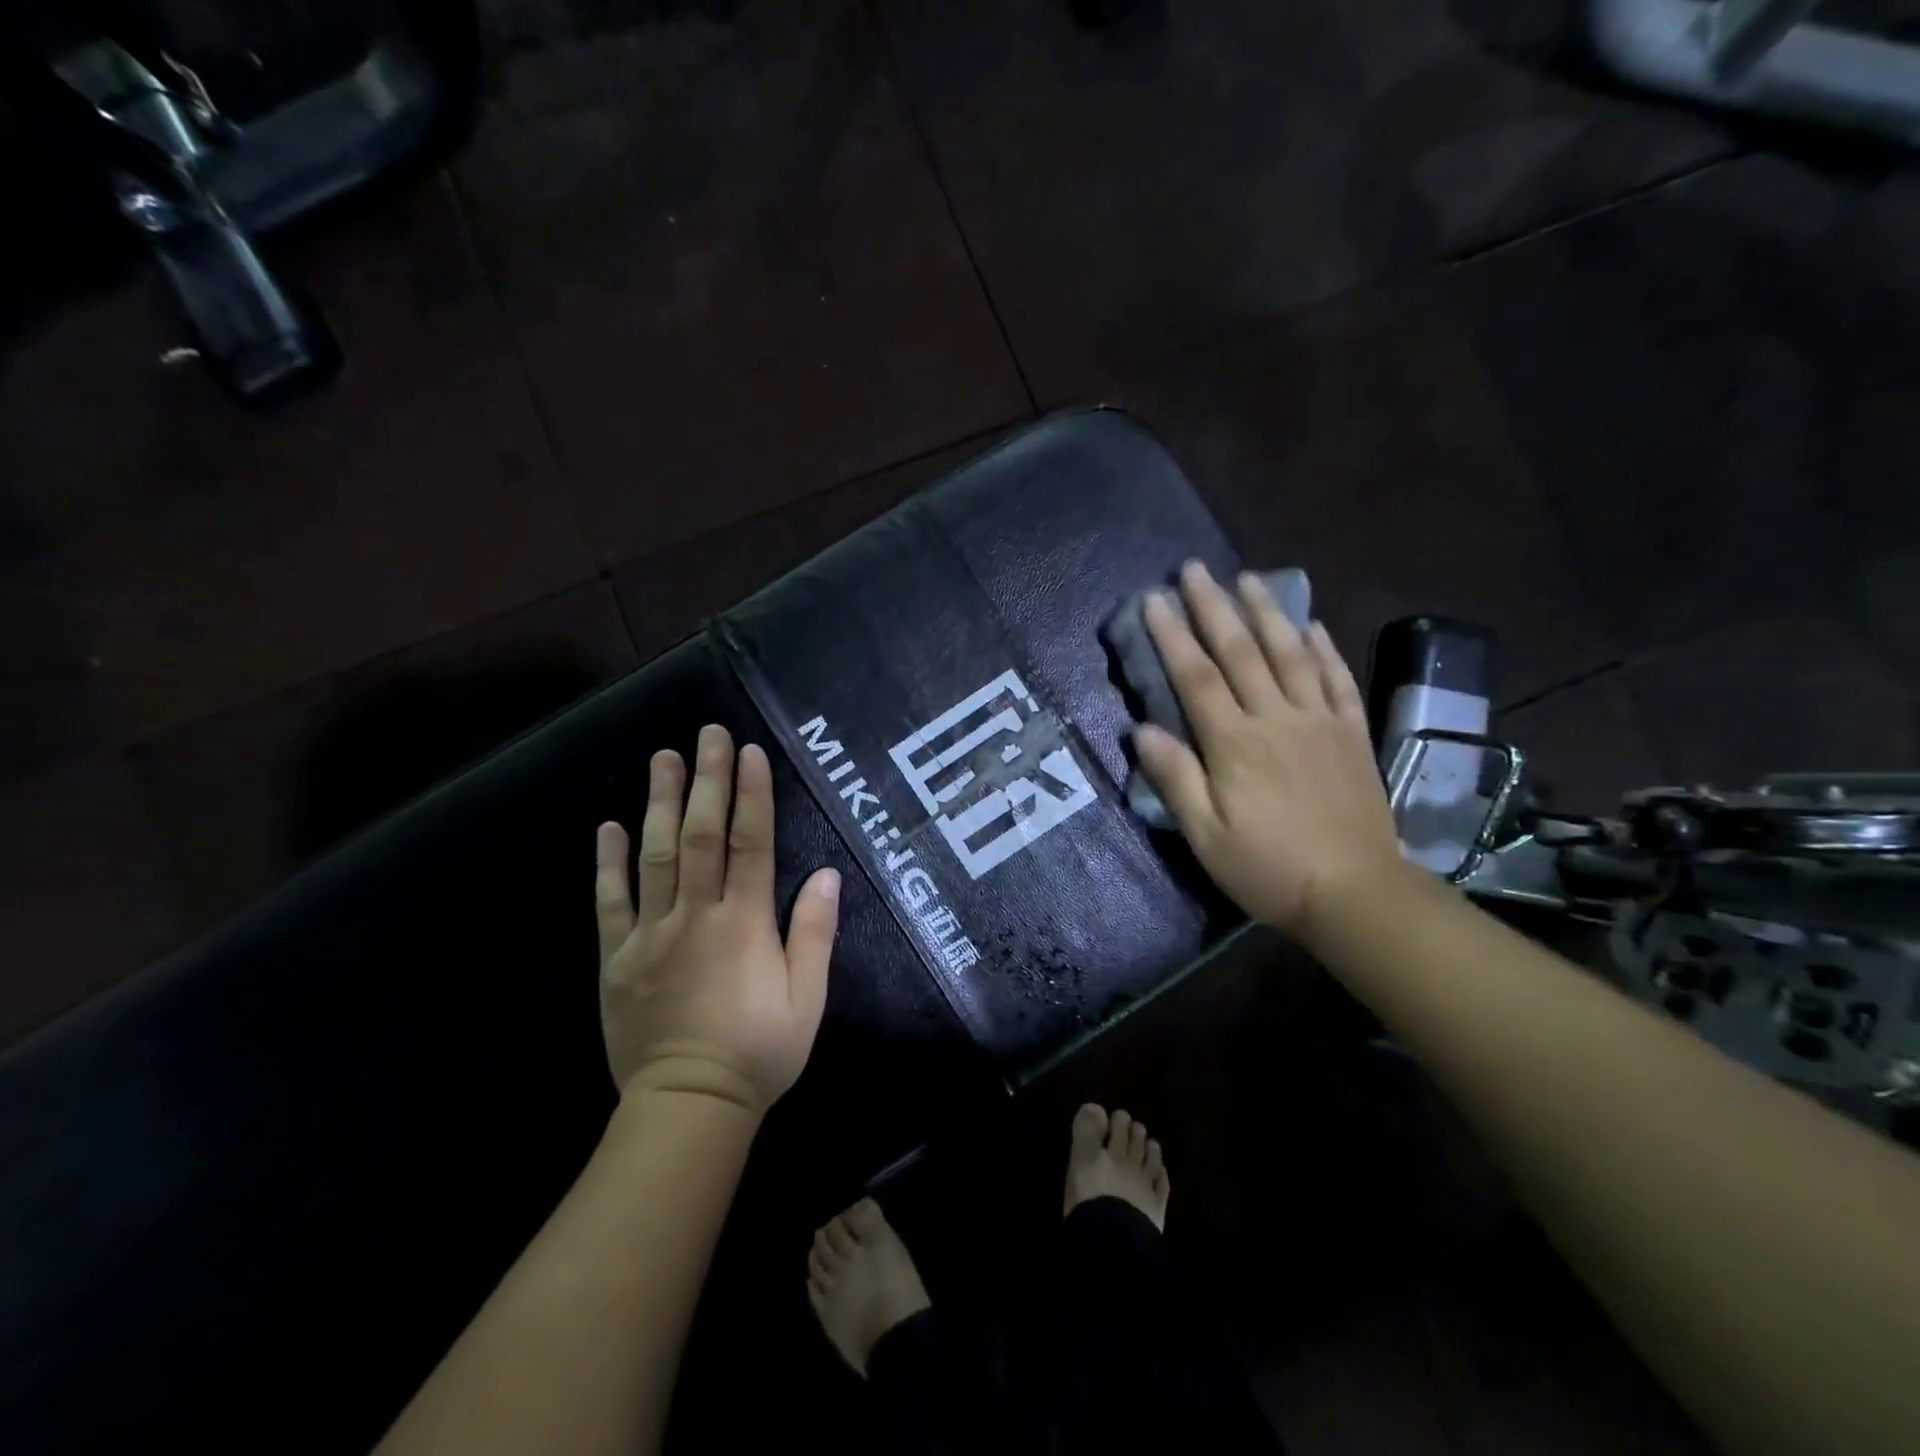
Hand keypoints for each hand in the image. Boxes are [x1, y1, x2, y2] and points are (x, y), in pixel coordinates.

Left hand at [595, 724, 841, 1113]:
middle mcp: (696, 916)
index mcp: (744, 924)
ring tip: (663, 757)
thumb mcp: (808, 998)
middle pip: (701, 835)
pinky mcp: (617, 958)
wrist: (689, 1106)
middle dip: (707, 780)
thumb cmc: (759, 1051)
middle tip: (707, 734)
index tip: (749, 753)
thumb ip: (815, 933)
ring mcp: (651, 934)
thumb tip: (827, 874)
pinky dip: (608, 862)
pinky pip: (610, 902)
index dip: (751, 795)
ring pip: (655, 855)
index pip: (750, 843)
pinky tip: (609, 825)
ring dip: (660, 802)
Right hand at [1134, 561, 1406, 943]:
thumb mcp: (1206, 836)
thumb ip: (1176, 779)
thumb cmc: (1268, 868)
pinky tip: (1311, 624)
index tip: (1153, 600)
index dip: (1172, 636)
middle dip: (1214, 607)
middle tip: (1195, 569)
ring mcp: (1319, 722)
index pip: (1196, 677)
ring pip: (1291, 653)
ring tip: (1249, 577)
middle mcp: (1277, 719)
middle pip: (1241, 652)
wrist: (1355, 892)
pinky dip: (1324, 648)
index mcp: (1235, 744)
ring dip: (1267, 612)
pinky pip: (1337, 679)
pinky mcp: (1351, 734)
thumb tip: (1141, 730)